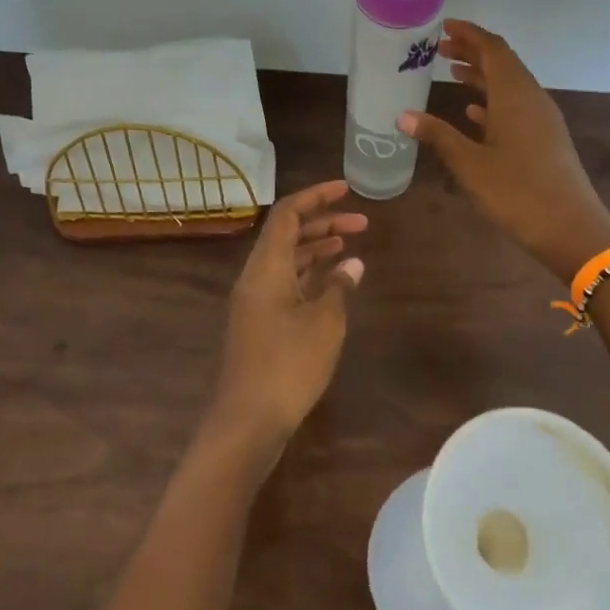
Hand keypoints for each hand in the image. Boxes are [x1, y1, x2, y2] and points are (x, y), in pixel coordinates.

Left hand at [210, 180, 366, 456]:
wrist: (248, 420)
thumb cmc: (288, 365)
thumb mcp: (324, 323)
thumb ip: (339, 288)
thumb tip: (352, 264)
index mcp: (266, 268)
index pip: (288, 215)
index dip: (316, 197)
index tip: (346, 189)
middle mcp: (256, 278)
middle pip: (287, 235)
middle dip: (323, 223)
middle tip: (361, 222)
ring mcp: (255, 302)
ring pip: (287, 261)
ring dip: (317, 249)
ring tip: (351, 245)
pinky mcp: (260, 324)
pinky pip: (286, 284)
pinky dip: (310, 275)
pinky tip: (334, 282)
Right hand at [399, 20, 609, 283]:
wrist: (571, 228)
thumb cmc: (517, 193)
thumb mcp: (470, 165)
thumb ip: (438, 136)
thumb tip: (403, 115)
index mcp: (515, 95)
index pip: (492, 49)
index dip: (469, 34)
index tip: (444, 26)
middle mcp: (532, 99)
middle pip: (503, 63)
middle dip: (473, 52)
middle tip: (440, 49)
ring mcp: (542, 119)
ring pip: (510, 85)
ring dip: (482, 76)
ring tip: (452, 73)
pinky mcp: (546, 139)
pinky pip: (517, 107)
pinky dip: (494, 102)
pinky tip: (474, 113)